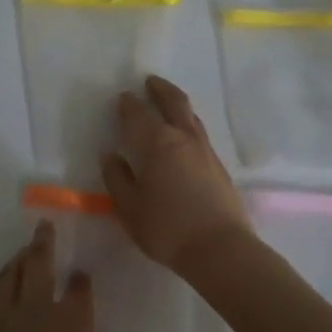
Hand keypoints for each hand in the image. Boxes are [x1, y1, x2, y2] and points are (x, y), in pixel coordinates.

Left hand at [0, 222, 100, 331]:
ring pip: (9, 281)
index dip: (81, 281)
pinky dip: (4, 297)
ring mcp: (3, 331)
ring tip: (23, 253)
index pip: (78, 292)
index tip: (81, 274)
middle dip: (42, 244)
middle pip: (38, 268)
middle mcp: (37, 319)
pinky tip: (8, 306)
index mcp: (72, 329)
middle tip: (43, 228)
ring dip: (18, 262)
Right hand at [101, 75, 252, 275]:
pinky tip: (183, 138)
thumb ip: (117, 179)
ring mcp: (206, 151)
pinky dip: (188, 125)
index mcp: (157, 143)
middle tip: (150, 82)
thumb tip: (110, 156)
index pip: (138, 115)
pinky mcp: (219, 167)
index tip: (122, 98)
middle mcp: (183, 138)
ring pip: (191, 117)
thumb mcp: (129, 208)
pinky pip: (200, 134)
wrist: (220, 250)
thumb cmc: (167, 228)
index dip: (128, 105)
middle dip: (160, 89)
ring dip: (177, 105)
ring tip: (167, 105)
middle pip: (174, 102)